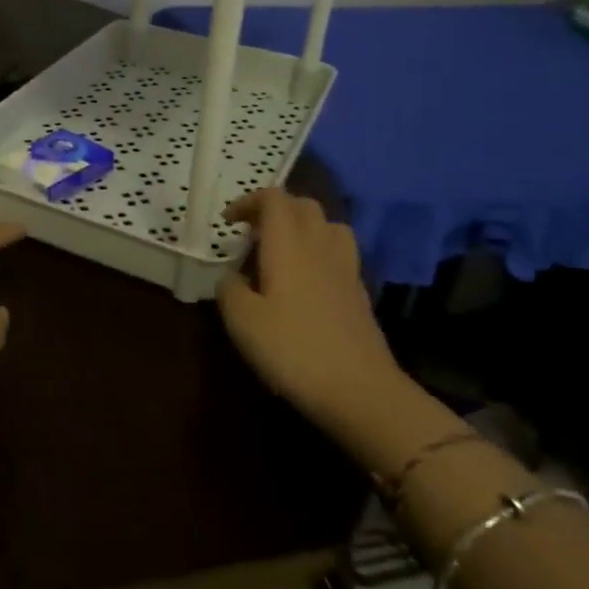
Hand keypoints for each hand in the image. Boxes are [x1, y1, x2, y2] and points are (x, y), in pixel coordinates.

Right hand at [216, 189, 398, 427]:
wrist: (360, 390)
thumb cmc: (293, 349)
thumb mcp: (242, 321)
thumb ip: (229, 289)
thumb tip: (232, 276)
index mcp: (288, 244)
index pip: (273, 198)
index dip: (248, 201)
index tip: (228, 222)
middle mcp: (320, 246)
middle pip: (303, 206)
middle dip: (275, 209)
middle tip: (251, 233)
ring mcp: (346, 268)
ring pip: (328, 226)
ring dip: (303, 226)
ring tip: (282, 250)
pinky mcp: (359, 292)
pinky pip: (339, 253)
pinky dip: (320, 252)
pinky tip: (306, 280)